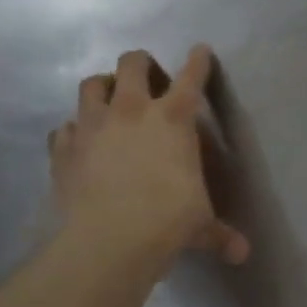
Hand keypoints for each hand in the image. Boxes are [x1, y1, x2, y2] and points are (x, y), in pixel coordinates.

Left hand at [48, 46, 249, 267]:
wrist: (109, 240)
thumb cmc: (169, 221)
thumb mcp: (201, 225)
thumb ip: (220, 233)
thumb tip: (243, 254)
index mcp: (174, 119)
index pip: (191, 78)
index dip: (198, 61)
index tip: (200, 51)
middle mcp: (131, 111)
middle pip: (132, 64)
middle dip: (141, 65)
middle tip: (149, 81)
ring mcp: (92, 127)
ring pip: (91, 85)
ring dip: (102, 87)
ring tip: (110, 100)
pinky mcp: (63, 149)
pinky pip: (65, 127)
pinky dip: (75, 130)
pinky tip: (82, 142)